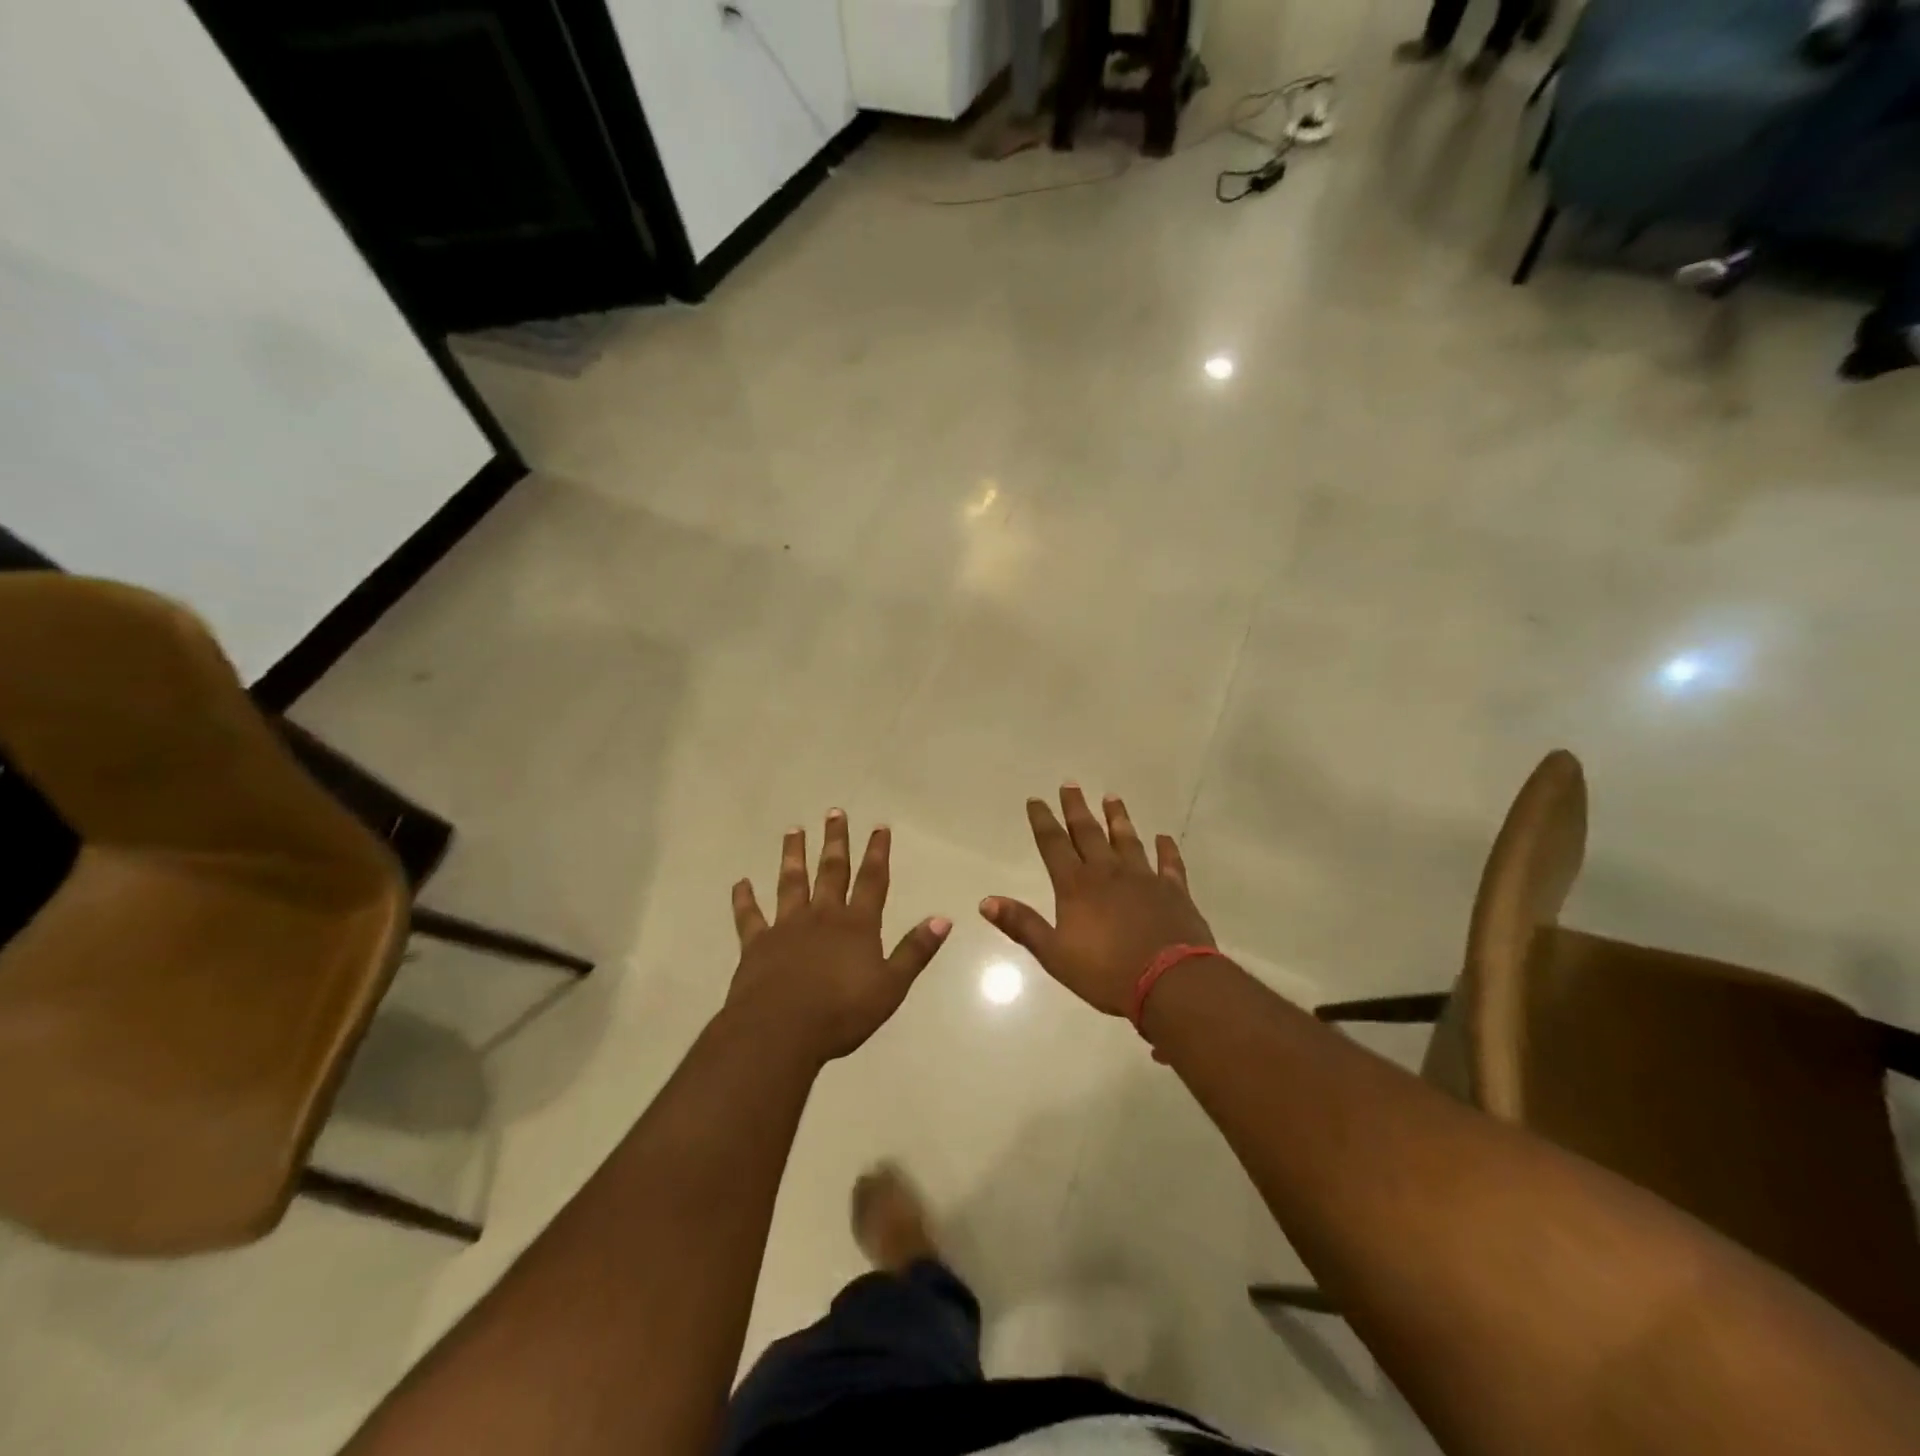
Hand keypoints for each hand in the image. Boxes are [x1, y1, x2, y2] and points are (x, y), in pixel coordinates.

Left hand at [727, 811, 950, 1064]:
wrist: (780, 1031)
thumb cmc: (841, 1012)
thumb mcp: (890, 986)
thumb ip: (915, 951)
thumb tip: (943, 918)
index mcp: (856, 925)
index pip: (872, 880)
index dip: (877, 852)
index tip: (879, 827)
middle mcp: (822, 916)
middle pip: (831, 871)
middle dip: (835, 841)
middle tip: (834, 812)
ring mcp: (786, 927)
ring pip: (791, 882)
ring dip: (793, 855)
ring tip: (794, 830)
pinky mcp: (756, 945)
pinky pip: (749, 916)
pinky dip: (744, 899)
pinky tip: (741, 883)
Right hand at [980, 785, 1213, 1016]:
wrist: (1170, 982)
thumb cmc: (1107, 972)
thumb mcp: (1054, 954)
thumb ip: (1022, 925)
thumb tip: (986, 902)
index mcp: (1076, 886)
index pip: (1054, 844)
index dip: (1043, 821)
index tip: (1036, 800)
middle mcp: (1108, 872)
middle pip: (1088, 832)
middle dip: (1076, 808)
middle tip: (1070, 783)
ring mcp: (1144, 878)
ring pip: (1127, 839)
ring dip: (1118, 818)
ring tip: (1111, 797)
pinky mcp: (1174, 891)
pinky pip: (1169, 863)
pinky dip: (1166, 849)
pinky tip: (1163, 838)